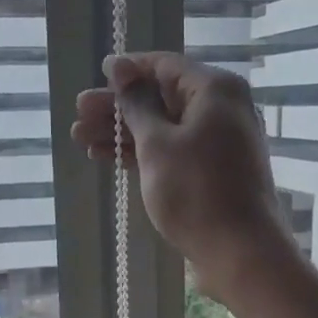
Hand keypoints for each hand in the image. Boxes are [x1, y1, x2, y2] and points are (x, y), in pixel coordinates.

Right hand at [72, 52, 296, 305]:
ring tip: (80, 139)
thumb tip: (121, 69)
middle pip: (161, 98)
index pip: (165, 65)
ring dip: (122, 133)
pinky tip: (107, 158)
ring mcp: (218, 142)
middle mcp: (221, 109)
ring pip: (163, 128)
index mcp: (215, 90)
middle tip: (78, 115)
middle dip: (117, 107)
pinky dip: (142, 153)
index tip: (97, 76)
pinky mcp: (212, 172)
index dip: (128, 70)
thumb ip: (136, 105)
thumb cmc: (196, 191)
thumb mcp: (158, 144)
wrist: (239, 251)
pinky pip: (172, 151)